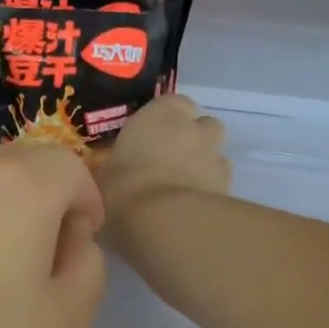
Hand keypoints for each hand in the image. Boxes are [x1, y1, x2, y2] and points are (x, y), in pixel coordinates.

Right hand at [98, 95, 230, 238]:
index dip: (166, 120)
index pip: (174, 103)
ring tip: (183, 190)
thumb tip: (104, 174)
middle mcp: (193, 129)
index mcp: (160, 115)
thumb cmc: (122, 191)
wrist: (164, 225)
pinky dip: (210, 192)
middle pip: (203, 126)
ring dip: (204, 165)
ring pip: (216, 154)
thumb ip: (108, 170)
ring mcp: (216, 157)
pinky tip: (192, 211)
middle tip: (169, 163)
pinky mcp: (229, 188)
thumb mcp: (99, 179)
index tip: (151, 138)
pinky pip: (220, 185)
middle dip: (192, 140)